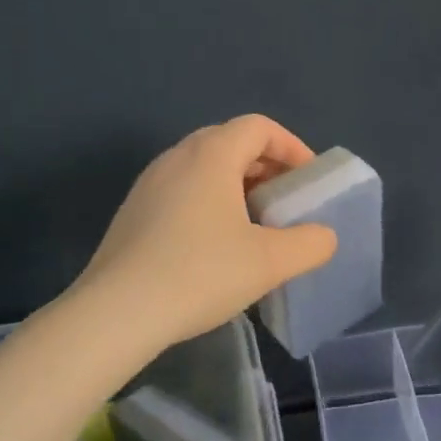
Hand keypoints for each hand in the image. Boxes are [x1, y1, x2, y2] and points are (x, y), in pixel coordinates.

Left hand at [77, 115, 339, 352]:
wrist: (116, 313)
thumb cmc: (200, 274)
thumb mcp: (269, 262)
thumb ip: (309, 243)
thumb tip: (324, 236)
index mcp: (210, 155)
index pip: (258, 127)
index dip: (291, 146)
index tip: (308, 181)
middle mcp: (176, 157)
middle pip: (229, 141)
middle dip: (265, 165)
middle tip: (284, 200)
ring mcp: (148, 183)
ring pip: (202, 167)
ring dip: (235, 184)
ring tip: (253, 224)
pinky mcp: (132, 212)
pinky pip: (180, 190)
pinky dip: (208, 201)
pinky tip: (213, 245)